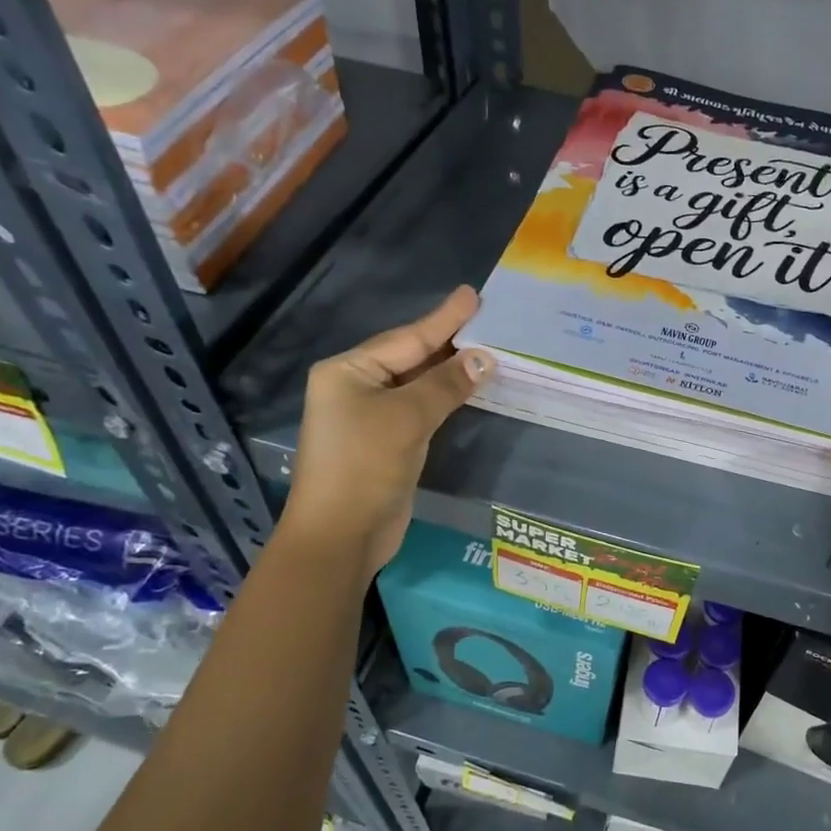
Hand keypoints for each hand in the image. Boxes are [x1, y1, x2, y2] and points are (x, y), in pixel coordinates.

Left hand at [281, 285, 492, 573]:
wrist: (341, 534)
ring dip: (451, 372)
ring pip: (418, 385)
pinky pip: (421, 410)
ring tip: (488, 349)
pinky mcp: (386, 443)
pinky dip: (446, 399)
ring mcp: (370, 417)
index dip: (444, 319)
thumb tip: (485, 357)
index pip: (407, 338)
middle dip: (449, 343)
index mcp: (348, 371)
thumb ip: (446, 384)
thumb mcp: (407, 418)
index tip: (474, 295)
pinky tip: (470, 388)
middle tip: (489, 320)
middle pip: (411, 358)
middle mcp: (356, 387)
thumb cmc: (365, 466)